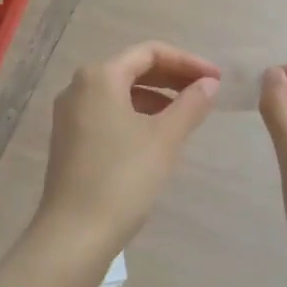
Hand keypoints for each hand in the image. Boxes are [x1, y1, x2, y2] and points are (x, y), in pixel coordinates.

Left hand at [35, 41, 219, 255]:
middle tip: (206, 92)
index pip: (149, 52)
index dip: (187, 61)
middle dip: (172, 77)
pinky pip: (109, 112)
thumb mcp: (165, 138)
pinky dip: (137, 114)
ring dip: (156, 97)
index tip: (216, 78)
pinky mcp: (69, 139)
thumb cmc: (123, 178)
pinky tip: (158, 135)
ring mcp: (70, 115)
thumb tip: (209, 83)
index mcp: (99, 76)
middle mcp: (78, 87)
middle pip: (133, 68)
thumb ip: (191, 104)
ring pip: (121, 92)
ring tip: (187, 114)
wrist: (74, 234)